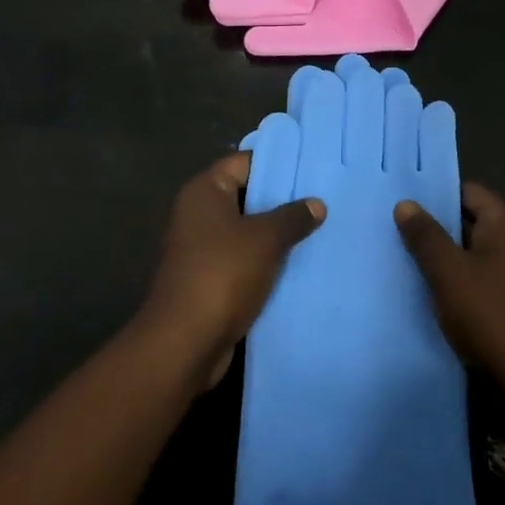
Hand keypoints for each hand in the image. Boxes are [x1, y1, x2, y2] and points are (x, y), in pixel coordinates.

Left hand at [142, 153, 324, 386]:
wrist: (184, 343)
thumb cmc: (222, 274)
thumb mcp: (265, 239)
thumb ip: (292, 217)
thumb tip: (316, 203)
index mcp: (204, 191)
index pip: (243, 162)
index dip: (276, 163)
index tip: (310, 168)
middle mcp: (198, 213)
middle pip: (245, 196)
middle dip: (280, 200)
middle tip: (321, 199)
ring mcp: (201, 248)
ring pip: (246, 231)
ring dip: (275, 235)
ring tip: (317, 230)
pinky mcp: (208, 279)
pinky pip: (243, 260)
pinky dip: (265, 262)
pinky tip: (298, 265)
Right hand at [395, 183, 504, 427]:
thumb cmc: (493, 317)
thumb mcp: (449, 274)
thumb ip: (426, 236)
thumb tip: (406, 203)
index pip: (466, 191)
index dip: (435, 196)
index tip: (403, 205)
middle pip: (471, 220)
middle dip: (437, 227)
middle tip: (397, 233)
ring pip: (475, 251)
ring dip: (447, 257)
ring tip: (410, 263)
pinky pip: (485, 277)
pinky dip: (462, 280)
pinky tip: (438, 295)